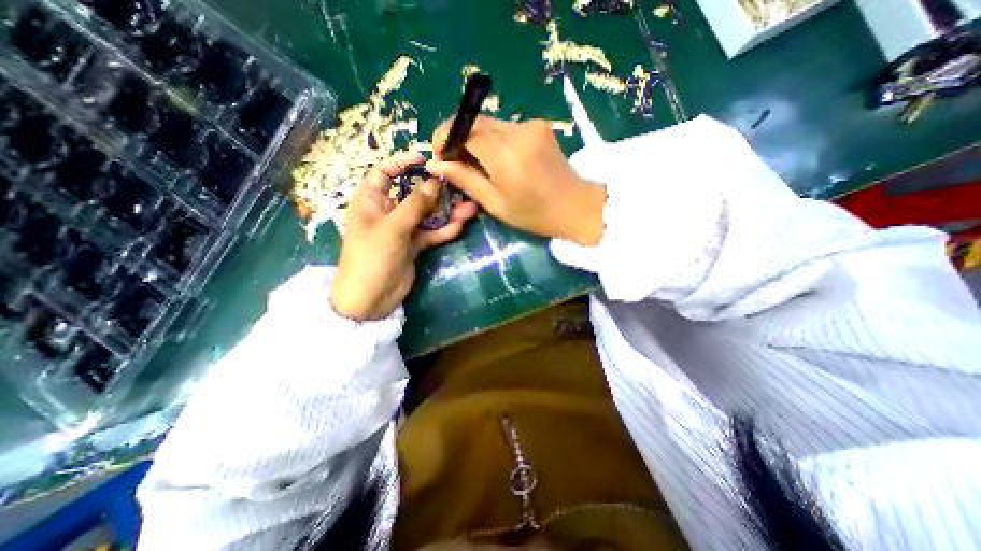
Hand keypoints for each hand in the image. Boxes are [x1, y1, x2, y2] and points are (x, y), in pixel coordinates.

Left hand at [332, 153, 481, 319]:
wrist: (370, 299)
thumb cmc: (372, 258)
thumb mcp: (392, 227)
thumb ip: (415, 205)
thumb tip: (435, 182)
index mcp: (370, 201)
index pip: (383, 172)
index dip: (402, 162)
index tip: (425, 159)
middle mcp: (387, 211)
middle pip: (412, 193)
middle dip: (435, 190)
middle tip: (458, 184)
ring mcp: (402, 229)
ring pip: (426, 215)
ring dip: (447, 211)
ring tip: (470, 207)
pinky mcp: (414, 245)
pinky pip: (431, 233)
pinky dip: (444, 230)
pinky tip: (460, 225)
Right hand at [427, 117, 605, 245]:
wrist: (576, 207)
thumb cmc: (534, 214)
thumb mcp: (495, 203)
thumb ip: (465, 179)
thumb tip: (435, 164)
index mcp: (505, 154)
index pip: (463, 128)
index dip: (445, 137)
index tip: (441, 157)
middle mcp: (518, 130)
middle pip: (475, 122)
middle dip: (459, 139)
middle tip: (457, 164)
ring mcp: (531, 125)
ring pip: (490, 124)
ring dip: (477, 141)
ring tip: (479, 166)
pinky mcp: (539, 125)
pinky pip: (506, 128)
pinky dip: (495, 141)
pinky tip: (500, 161)